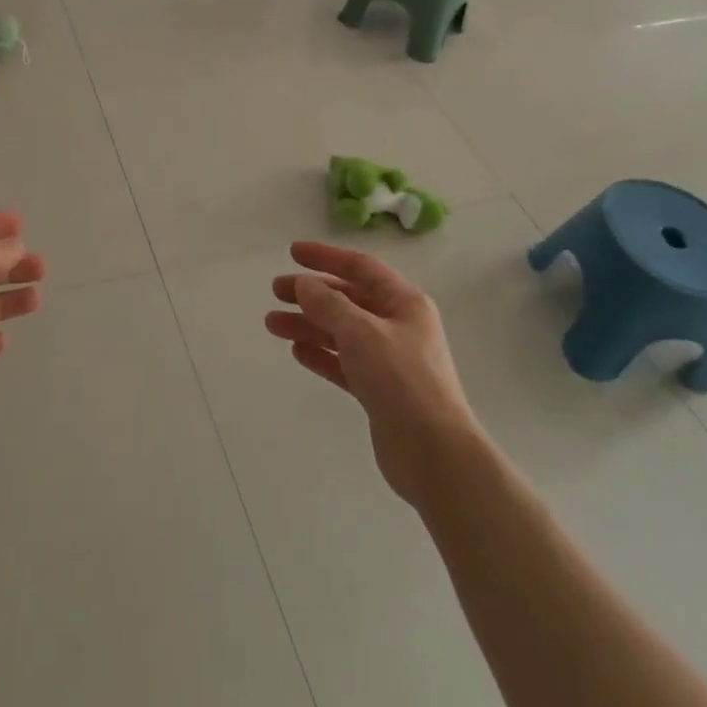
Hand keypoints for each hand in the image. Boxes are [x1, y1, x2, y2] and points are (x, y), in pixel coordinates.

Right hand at [268, 241, 484, 506]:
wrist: (435, 454)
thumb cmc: (401, 381)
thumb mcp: (361, 332)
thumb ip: (328, 304)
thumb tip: (304, 284)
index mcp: (404, 303)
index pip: (361, 267)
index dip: (326, 257)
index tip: (292, 252)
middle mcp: (398, 326)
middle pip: (348, 299)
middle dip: (311, 293)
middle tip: (276, 291)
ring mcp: (390, 360)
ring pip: (341, 332)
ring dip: (308, 325)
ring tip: (272, 324)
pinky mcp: (380, 391)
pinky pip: (344, 363)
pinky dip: (321, 355)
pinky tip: (297, 352)